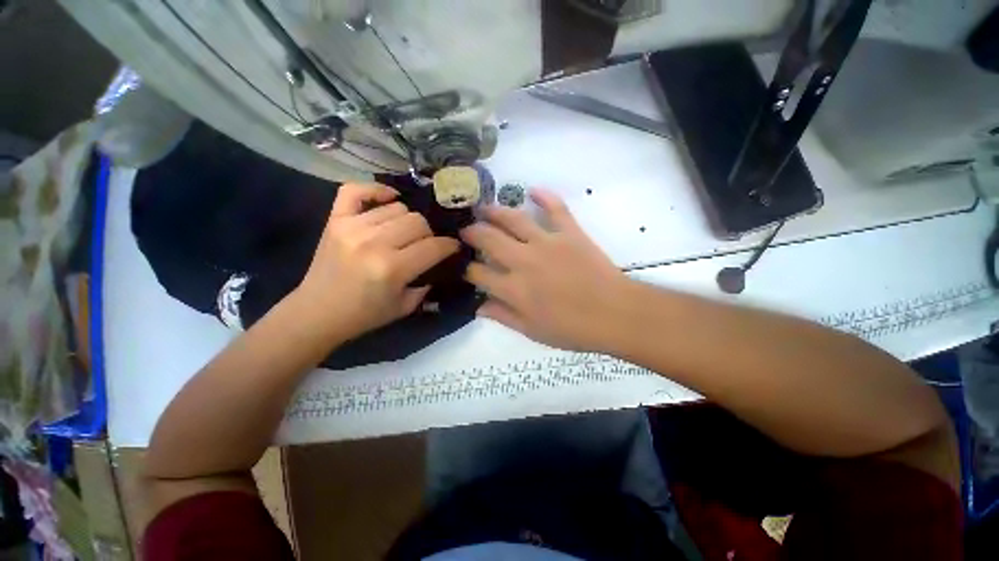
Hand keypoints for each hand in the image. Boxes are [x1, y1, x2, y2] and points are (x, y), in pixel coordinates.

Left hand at [295, 183, 458, 341]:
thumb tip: (439, 261)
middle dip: (429, 234)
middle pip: (418, 221)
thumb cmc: (365, 314)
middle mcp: (374, 243)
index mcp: (392, 269)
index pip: (433, 246)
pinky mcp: (335, 220)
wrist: (317, 313)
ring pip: (397, 207)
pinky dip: (376, 190)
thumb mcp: (406, 306)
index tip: (453, 247)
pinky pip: (356, 190)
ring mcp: (352, 227)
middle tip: (425, 244)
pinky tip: (388, 199)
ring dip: (407, 220)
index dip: (449, 245)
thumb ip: (427, 283)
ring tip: (403, 232)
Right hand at [461, 189, 629, 350]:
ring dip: (495, 211)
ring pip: (514, 219)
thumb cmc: (573, 329)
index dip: (466, 269)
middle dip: (472, 232)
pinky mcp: (570, 232)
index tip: (464, 266)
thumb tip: (478, 306)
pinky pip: (556, 208)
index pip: (478, 273)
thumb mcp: (532, 331)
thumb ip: (503, 316)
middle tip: (466, 230)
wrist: (615, 315)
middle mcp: (524, 261)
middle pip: (489, 239)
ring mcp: (547, 243)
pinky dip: (544, 196)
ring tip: (484, 208)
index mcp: (514, 289)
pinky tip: (532, 189)